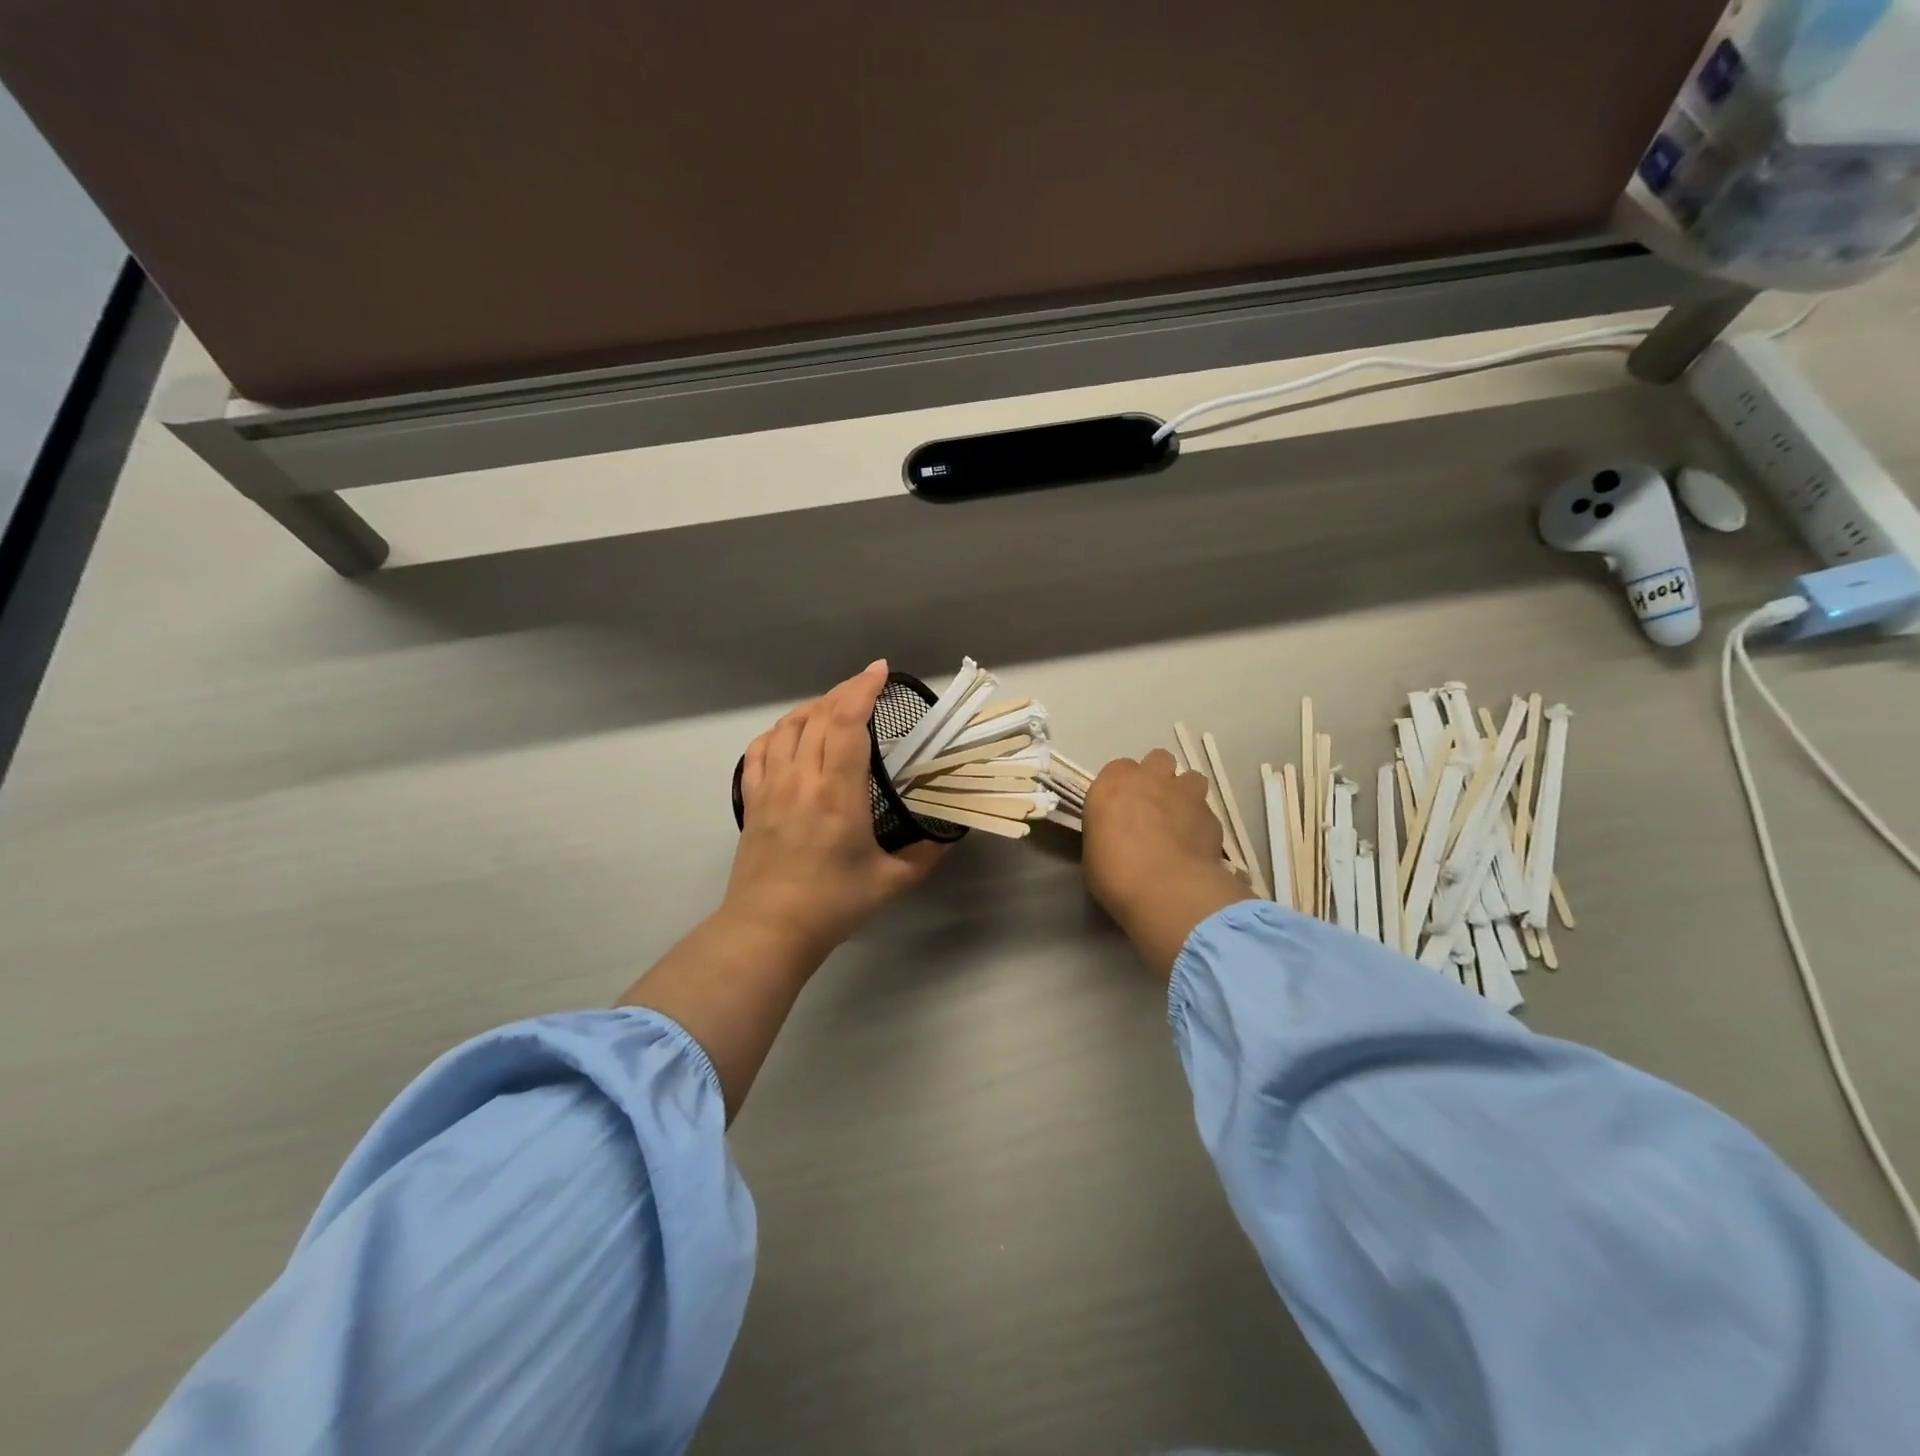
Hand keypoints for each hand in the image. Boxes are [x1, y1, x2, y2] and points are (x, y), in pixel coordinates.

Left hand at [724, 660, 945, 960]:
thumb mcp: (891, 882)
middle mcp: (801, 778)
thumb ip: (925, 855)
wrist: (768, 929)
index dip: (863, 688)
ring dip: (813, 707)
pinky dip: (779, 731)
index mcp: (838, 792)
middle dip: (845, 691)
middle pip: (818, 715)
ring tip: (834, 708)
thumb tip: (946, 836)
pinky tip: (792, 735)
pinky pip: (760, 749)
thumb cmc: (833, 904)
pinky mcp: (752, 799)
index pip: (846, 722)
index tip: (881, 671)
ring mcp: (771, 786)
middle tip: (868, 688)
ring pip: (788, 726)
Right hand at [1083, 749, 1255, 978]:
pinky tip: (1196, 846)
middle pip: (1158, 760)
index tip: (1120, 808)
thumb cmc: (1114, 872)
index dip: (1122, 787)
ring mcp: (1185, 793)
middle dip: (1157, 777)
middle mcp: (1150, 778)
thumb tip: (1116, 837)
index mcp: (1113, 783)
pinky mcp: (1212, 816)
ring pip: (1190, 778)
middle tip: (1152, 806)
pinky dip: (1201, 824)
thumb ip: (1107, 832)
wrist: (1165, 888)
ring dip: (1185, 794)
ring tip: (1179, 821)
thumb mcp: (1093, 851)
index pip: (1118, 769)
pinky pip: (1207, 812)